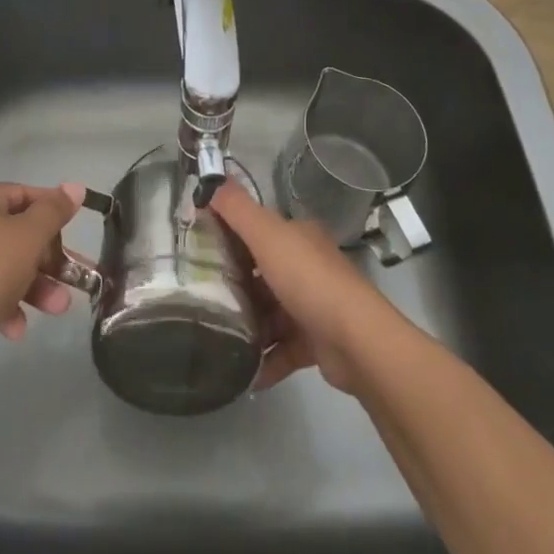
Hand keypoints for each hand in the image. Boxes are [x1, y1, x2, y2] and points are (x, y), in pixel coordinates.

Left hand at [0, 182, 86, 356]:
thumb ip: (54, 211)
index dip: (53, 210)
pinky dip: (3, 304)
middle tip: (73, 280)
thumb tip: (75, 187)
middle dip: (47, 260)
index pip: (22, 194)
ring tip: (57, 310)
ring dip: (33, 286)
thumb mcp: (28, 237)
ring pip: (2, 265)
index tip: (77, 231)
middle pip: (14, 233)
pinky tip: (15, 329)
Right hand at [209, 179, 401, 392]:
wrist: (356, 341)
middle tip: (199, 297)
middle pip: (263, 273)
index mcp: (299, 238)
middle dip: (234, 285)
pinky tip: (240, 372)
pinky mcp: (316, 343)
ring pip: (271, 313)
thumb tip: (211, 182)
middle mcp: (308, 267)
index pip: (259, 231)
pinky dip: (263, 360)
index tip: (198, 251)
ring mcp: (314, 306)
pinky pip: (282, 350)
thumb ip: (238, 209)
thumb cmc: (308, 280)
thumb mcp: (267, 235)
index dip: (230, 236)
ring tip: (214, 335)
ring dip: (247, 325)